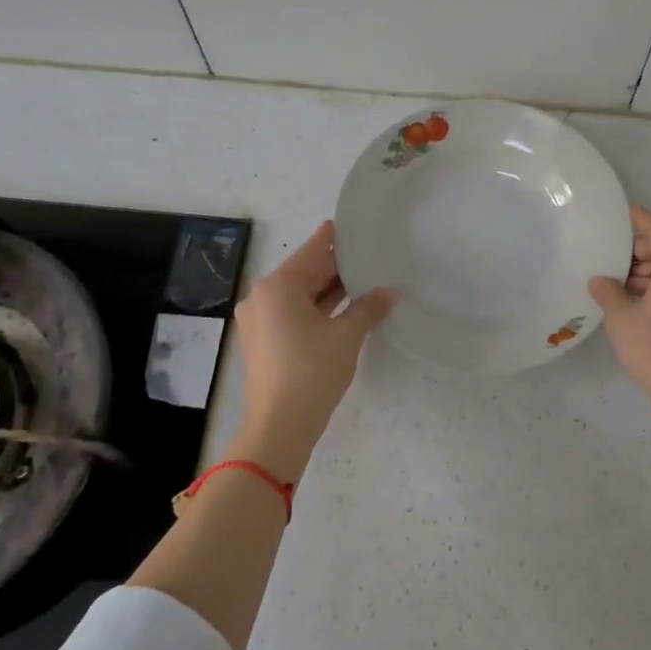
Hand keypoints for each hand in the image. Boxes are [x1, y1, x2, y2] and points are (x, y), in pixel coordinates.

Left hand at [234, 220, 394, 479]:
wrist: (279, 426)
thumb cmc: (312, 372)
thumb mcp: (347, 336)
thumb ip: (368, 308)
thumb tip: (390, 291)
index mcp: (278, 286)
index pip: (312, 250)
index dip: (333, 236)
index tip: (352, 224)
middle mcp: (263, 297)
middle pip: (304, 272)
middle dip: (335, 266)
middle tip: (368, 254)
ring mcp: (260, 321)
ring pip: (300, 295)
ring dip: (329, 290)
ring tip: (364, 279)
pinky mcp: (264, 342)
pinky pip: (294, 313)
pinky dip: (317, 309)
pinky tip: (345, 308)